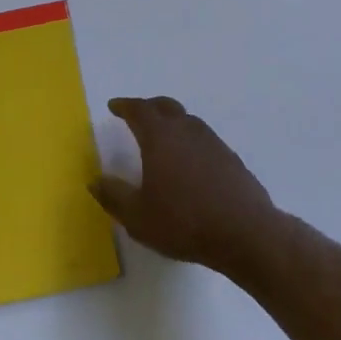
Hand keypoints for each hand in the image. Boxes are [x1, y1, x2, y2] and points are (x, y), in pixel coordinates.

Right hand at [90, 97, 278, 271]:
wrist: (245, 233)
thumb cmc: (184, 222)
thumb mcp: (138, 217)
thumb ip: (113, 196)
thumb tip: (95, 180)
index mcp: (160, 137)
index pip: (139, 110)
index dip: (124, 106)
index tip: (114, 106)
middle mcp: (186, 130)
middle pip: (165, 106)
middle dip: (148, 107)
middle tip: (137, 114)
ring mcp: (212, 142)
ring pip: (187, 121)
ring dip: (171, 122)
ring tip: (163, 138)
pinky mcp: (231, 158)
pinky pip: (204, 139)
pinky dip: (190, 141)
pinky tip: (189, 163)